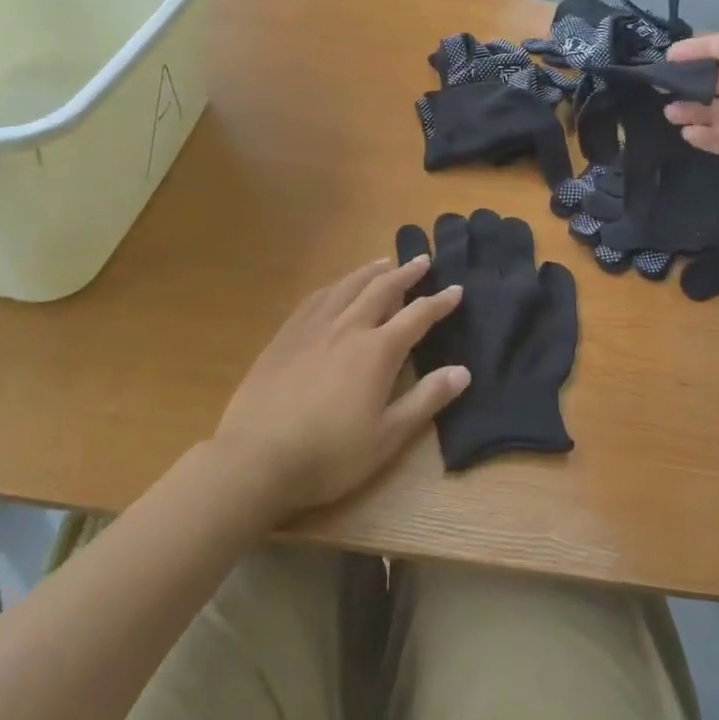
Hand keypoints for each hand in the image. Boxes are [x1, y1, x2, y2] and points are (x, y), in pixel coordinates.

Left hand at [215, 257, 467, 514]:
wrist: (255, 459)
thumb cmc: (329, 455)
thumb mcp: (387, 437)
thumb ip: (426, 400)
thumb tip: (463, 371)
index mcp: (377, 351)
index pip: (417, 316)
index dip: (439, 303)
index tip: (456, 290)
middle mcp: (348, 327)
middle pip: (382, 289)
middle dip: (406, 273)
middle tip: (423, 260)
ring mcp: (313, 328)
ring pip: (348, 286)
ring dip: (370, 272)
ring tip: (384, 263)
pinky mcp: (285, 336)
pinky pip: (316, 298)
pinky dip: (335, 285)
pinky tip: (337, 287)